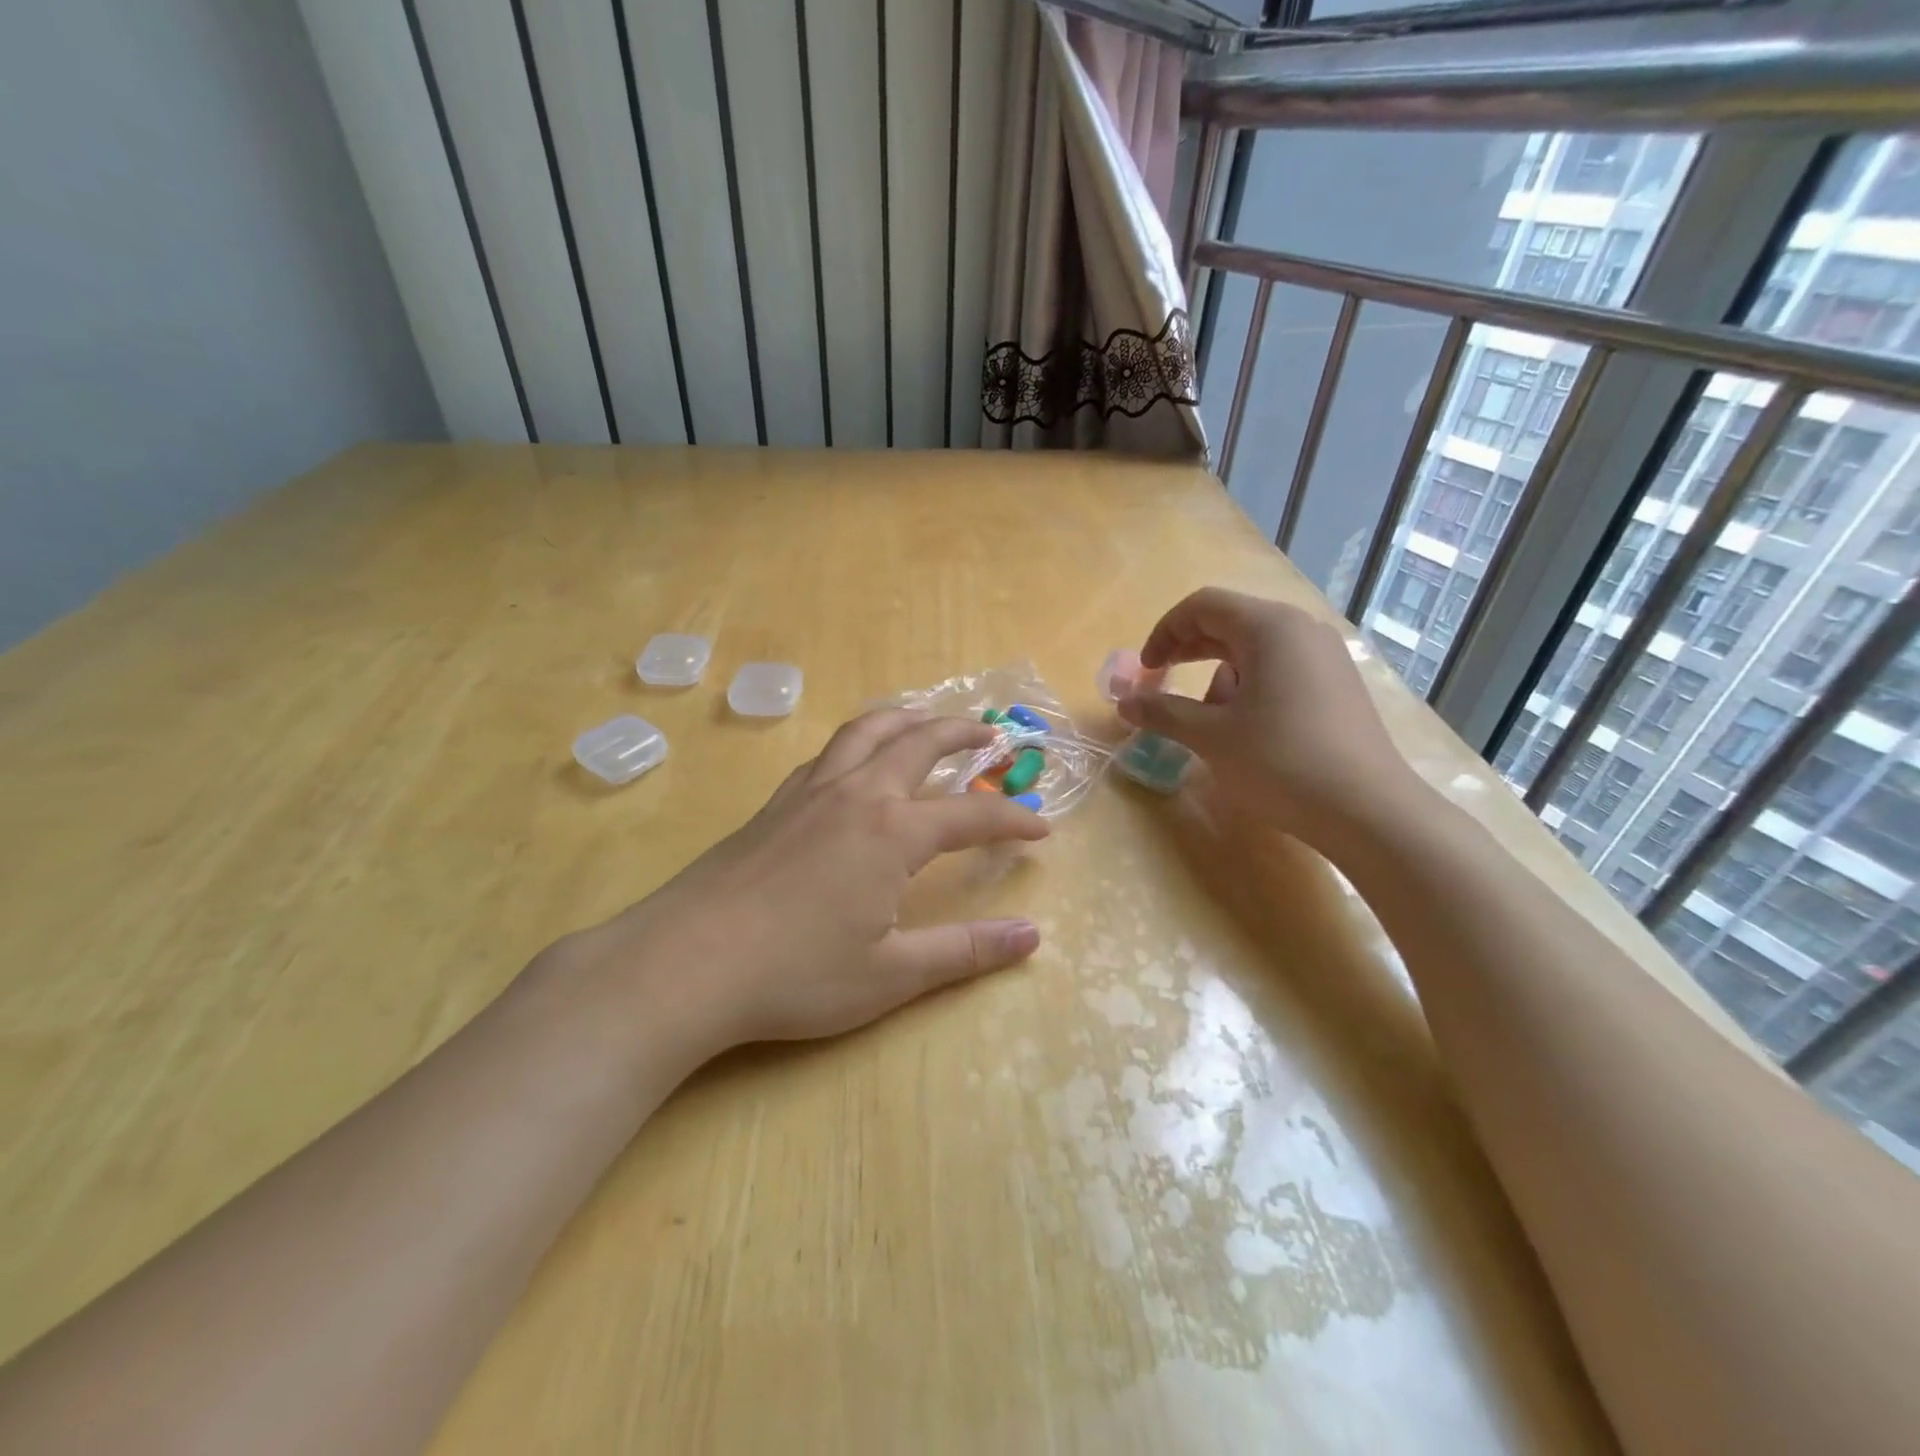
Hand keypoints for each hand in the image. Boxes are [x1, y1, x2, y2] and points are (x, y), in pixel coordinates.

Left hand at [583, 709, 1049, 1055]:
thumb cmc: (795, 973)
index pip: (970, 815)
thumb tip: (1032, 936)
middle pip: (918, 743)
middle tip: (990, 735)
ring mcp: (809, 793)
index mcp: (892, 832)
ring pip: (865, 732)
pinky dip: (857, 741)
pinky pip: (828, 752)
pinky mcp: (774, 804)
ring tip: (925, 717)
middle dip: (961, 734)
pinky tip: (854, 762)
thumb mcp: (891, 973)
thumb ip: (966, 951)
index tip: (1041, 829)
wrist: (684, 962)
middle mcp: (856, 795)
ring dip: (905, 718)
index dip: (1011, 820)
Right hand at [1119, 588, 1421, 844]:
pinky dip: (1250, 687)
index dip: (1165, 632)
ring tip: (1209, 721)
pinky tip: (1247, 730)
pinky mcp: (1339, 685)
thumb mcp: (1211, 737)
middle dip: (1189, 651)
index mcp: (1270, 627)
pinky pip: (1281, 669)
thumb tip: (1124, 702)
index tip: (1147, 671)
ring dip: (1219, 675)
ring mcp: (1326, 657)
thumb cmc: (1280, 763)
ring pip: (1255, 649)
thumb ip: (1162, 712)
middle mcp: (1302, 629)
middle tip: (1162, 684)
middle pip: (1230, 622)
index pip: (1203, 605)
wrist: (1368, 811)